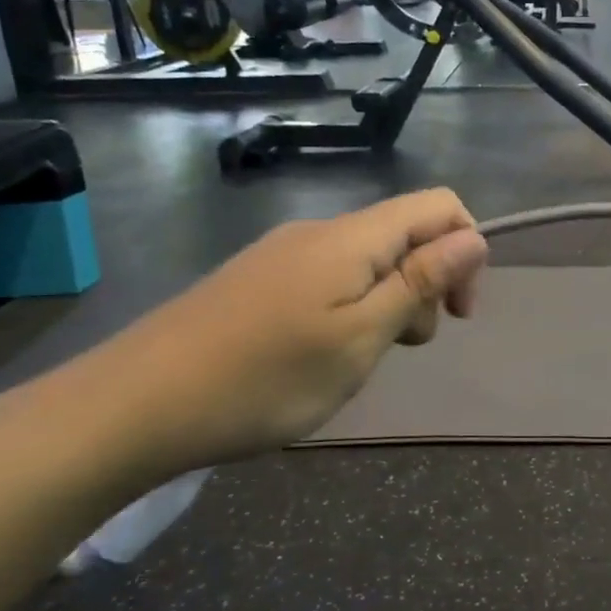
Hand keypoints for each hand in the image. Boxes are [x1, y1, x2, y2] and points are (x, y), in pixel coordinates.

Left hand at [87, 189, 487, 473]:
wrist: (135, 404)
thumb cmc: (265, 377)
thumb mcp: (360, 338)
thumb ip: (419, 283)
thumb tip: (474, 238)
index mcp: (353, 238)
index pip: (438, 206)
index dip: (466, 251)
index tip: (455, 315)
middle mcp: (321, 231)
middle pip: (404, 234)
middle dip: (425, 285)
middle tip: (401, 348)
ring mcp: (283, 253)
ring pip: (366, 261)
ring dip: (386, 303)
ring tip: (357, 360)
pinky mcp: (258, 278)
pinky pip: (329, 278)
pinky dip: (349, 309)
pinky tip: (317, 355)